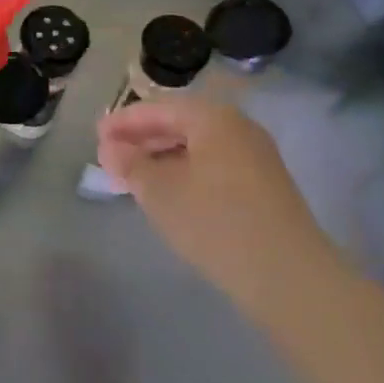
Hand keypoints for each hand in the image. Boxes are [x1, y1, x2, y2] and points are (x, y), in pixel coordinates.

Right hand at [97, 96, 345, 320]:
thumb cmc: (215, 221)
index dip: (124, 121)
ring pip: (197, 148)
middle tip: (109, 157)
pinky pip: (213, 167)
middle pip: (180, 124)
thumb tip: (110, 148)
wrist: (287, 274)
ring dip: (162, 159)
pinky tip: (169, 194)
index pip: (160, 108)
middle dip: (142, 140)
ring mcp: (256, 157)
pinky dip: (185, 173)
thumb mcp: (160, 191)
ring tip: (132, 178)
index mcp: (213, 118)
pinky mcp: (264, 187)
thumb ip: (130, 164)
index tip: (96, 135)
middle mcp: (238, 128)